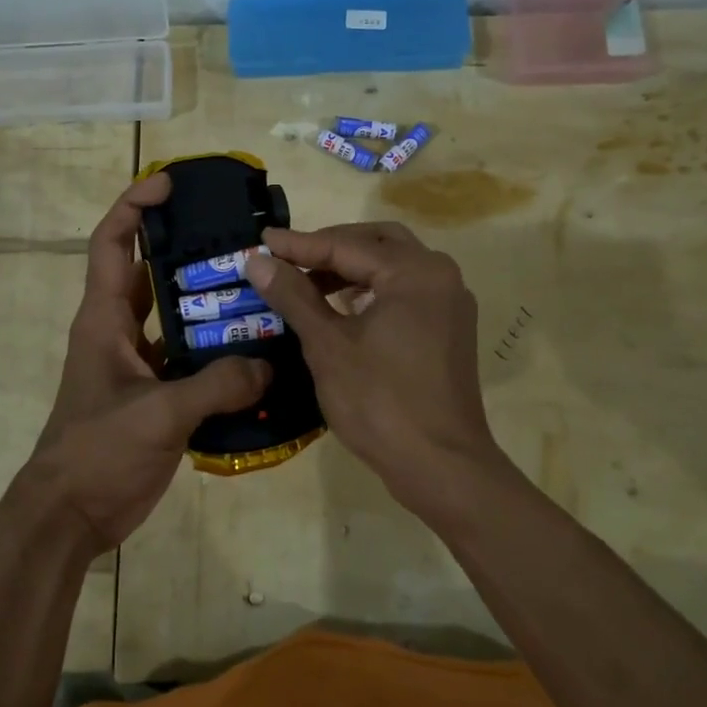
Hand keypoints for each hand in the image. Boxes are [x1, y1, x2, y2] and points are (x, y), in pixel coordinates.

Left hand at [17, 173, 270, 553]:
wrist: (70, 515)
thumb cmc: (97, 452)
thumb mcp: (157, 415)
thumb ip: (216, 386)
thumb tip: (269, 366)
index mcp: (104, 318)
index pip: (113, 243)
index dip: (135, 206)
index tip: (171, 184)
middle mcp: (119, 331)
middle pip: (151, 272)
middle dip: (187, 248)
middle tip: (238, 236)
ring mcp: (137, 364)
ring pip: (175, 316)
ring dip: (209, 302)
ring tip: (260, 288)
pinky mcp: (154, 394)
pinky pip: (190, 358)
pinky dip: (217, 351)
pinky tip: (257, 351)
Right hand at [244, 222, 514, 523]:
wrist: (440, 465)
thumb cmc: (380, 402)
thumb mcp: (328, 346)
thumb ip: (293, 296)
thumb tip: (257, 261)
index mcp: (414, 272)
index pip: (346, 245)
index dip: (299, 245)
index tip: (259, 241)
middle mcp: (439, 275)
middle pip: (376, 243)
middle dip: (329, 247)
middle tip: (287, 258)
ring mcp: (449, 302)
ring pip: (392, 266)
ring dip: (350, 268)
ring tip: (306, 282)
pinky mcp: (449, 328)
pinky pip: (405, 291)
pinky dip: (371, 289)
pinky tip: (341, 306)